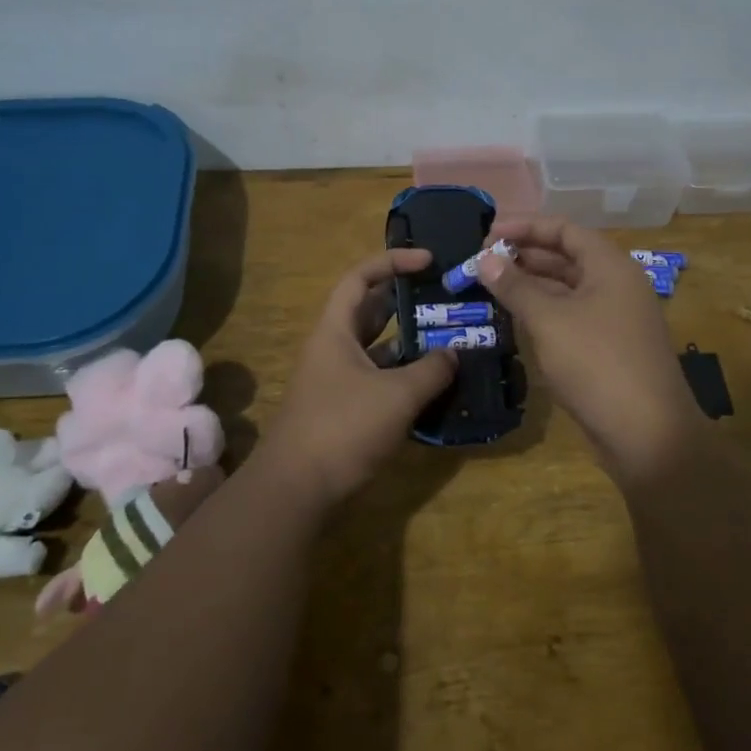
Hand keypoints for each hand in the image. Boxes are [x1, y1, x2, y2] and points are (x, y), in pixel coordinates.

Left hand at [262, 249, 457, 505]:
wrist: (295, 489)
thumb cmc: (342, 428)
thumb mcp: (396, 396)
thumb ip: (431, 371)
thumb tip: (455, 353)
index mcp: (335, 331)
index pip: (361, 278)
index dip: (393, 261)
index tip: (429, 260)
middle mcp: (334, 348)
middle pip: (371, 310)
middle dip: (407, 301)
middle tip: (445, 299)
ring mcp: (337, 380)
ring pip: (377, 348)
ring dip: (409, 342)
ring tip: (449, 338)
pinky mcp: (344, 408)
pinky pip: (379, 379)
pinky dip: (404, 376)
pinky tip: (434, 384)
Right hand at [479, 216, 705, 482]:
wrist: (648, 435)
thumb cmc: (597, 363)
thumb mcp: (549, 320)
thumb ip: (515, 286)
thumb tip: (486, 259)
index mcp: (610, 267)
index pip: (565, 230)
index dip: (525, 227)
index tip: (487, 234)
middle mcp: (616, 285)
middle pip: (566, 258)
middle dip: (523, 257)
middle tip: (482, 263)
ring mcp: (615, 319)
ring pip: (566, 290)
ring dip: (530, 286)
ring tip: (489, 288)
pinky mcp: (609, 349)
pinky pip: (571, 317)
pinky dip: (543, 313)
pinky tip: (514, 321)